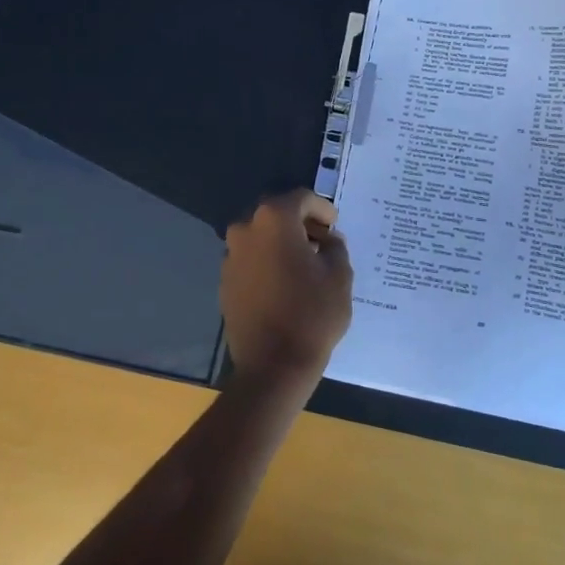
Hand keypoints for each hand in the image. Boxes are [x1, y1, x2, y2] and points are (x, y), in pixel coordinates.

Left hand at [221, 189, 353, 384]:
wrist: (272, 366)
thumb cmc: (312, 314)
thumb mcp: (339, 276)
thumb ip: (335, 247)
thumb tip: (327, 240)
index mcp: (273, 220)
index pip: (301, 199)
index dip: (322, 209)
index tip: (335, 226)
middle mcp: (245, 229)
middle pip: (277, 215)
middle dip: (301, 224)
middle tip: (323, 242)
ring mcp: (230, 256)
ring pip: (261, 238)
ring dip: (282, 244)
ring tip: (306, 265)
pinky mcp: (225, 281)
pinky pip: (251, 260)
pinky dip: (268, 262)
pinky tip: (285, 284)